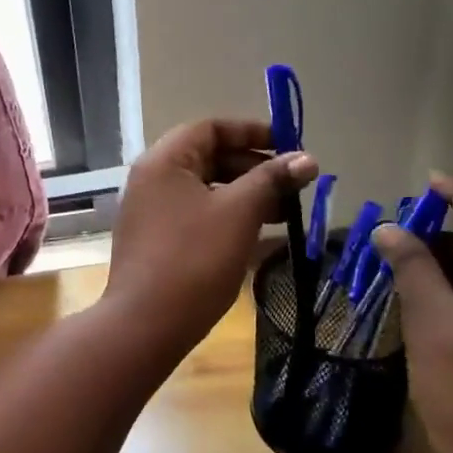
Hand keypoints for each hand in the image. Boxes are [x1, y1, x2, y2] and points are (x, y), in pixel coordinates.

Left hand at [105, 118, 317, 348]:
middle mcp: (152, 179)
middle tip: (294, 187)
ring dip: (246, 196)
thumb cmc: (194, 259)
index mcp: (164, 161)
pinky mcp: (156, 241)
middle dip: (255, 168)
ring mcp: (151, 212)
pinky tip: (263, 238)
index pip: (210, 128)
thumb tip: (306, 159)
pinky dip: (229, 219)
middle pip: (209, 158)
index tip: (291, 147)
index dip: (252, 132)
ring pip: (206, 190)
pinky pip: (197, 217)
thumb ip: (272, 180)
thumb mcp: (239, 213)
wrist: (146, 323)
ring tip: (287, 214)